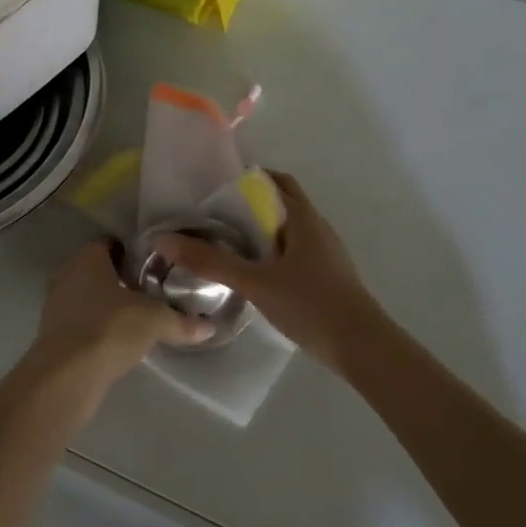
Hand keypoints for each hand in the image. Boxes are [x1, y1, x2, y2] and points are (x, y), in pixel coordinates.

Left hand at [31, 239, 212, 383]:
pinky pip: (80, 321)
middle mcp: (67, 274)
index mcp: (88, 258)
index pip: (110, 243)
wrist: (67, 376)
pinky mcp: (52, 334)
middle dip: (121, 279)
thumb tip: (211, 327)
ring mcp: (55, 305)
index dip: (133, 252)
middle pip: (98, 269)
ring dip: (108, 304)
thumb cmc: (110, 329)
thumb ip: (182, 321)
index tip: (154, 265)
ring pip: (87, 296)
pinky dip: (97, 326)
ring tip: (138, 318)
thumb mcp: (155, 321)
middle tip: (150, 291)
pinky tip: (117, 340)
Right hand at [160, 170, 380, 373]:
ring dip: (262, 230)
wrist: (362, 347)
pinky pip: (296, 252)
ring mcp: (326, 254)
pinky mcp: (328, 277)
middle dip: (251, 206)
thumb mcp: (255, 282)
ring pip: (289, 230)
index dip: (248, 178)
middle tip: (215, 217)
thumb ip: (211, 262)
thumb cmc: (310, 304)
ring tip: (227, 244)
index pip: (276, 181)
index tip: (216, 188)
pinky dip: (273, 252)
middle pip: (282, 204)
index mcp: (303, 218)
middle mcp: (317, 228)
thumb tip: (163, 240)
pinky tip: (255, 273)